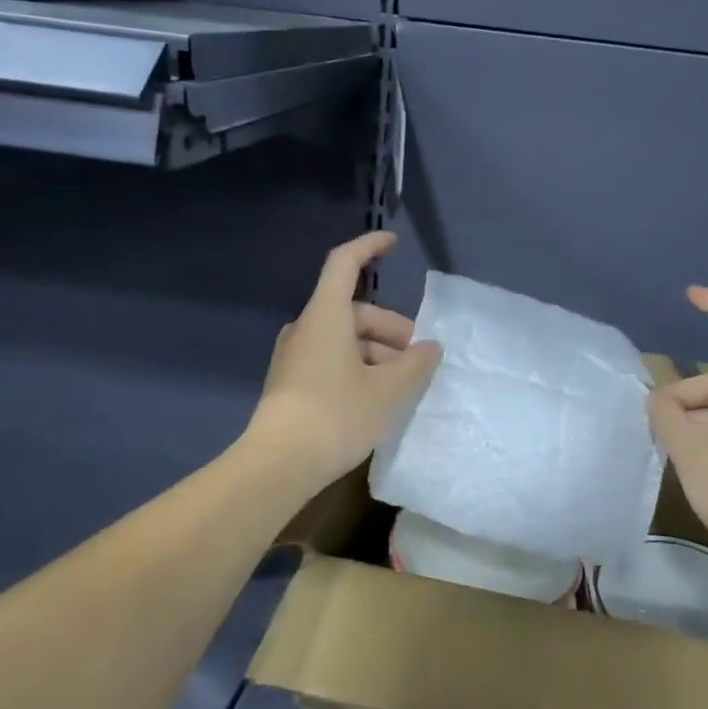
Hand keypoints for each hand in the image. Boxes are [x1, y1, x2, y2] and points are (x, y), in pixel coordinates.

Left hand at [247, 232, 441, 488]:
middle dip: (390, 328)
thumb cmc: (336, 416)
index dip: (369, 246)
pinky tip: (375, 398)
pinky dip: (357, 367)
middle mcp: (306, 328)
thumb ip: (415, 364)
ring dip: (376, 352)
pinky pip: (330, 359)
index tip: (393, 242)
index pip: (345, 263)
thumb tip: (430, 347)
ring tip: (402, 385)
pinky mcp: (290, 382)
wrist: (277, 465)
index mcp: (326, 316)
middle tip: (417, 358)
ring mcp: (294, 356)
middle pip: (354, 310)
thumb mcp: (388, 391)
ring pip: (344, 338)